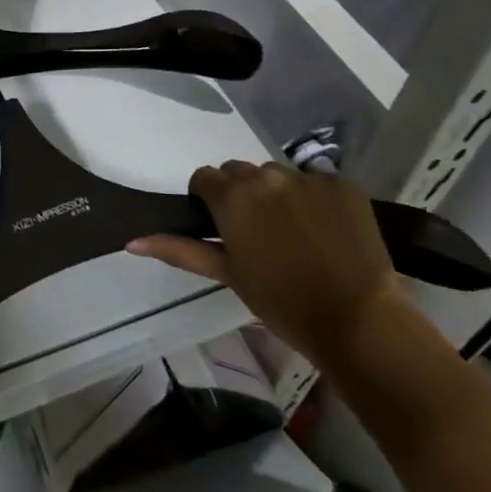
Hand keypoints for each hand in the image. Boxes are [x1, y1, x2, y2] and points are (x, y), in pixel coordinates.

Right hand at [129, 160, 402, 369]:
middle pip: (241, 172)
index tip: (222, 227)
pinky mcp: (342, 184)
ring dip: (278, 195)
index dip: (209, 200)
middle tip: (258, 233)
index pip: (205, 178)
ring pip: (278, 175)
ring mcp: (306, 177)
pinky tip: (326, 231)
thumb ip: (179, 250)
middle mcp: (265, 176)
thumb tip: (132, 241)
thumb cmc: (282, 302)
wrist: (358, 320)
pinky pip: (318, 182)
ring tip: (296, 233)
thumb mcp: (227, 274)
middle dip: (242, 195)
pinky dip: (316, 200)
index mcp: (232, 196)